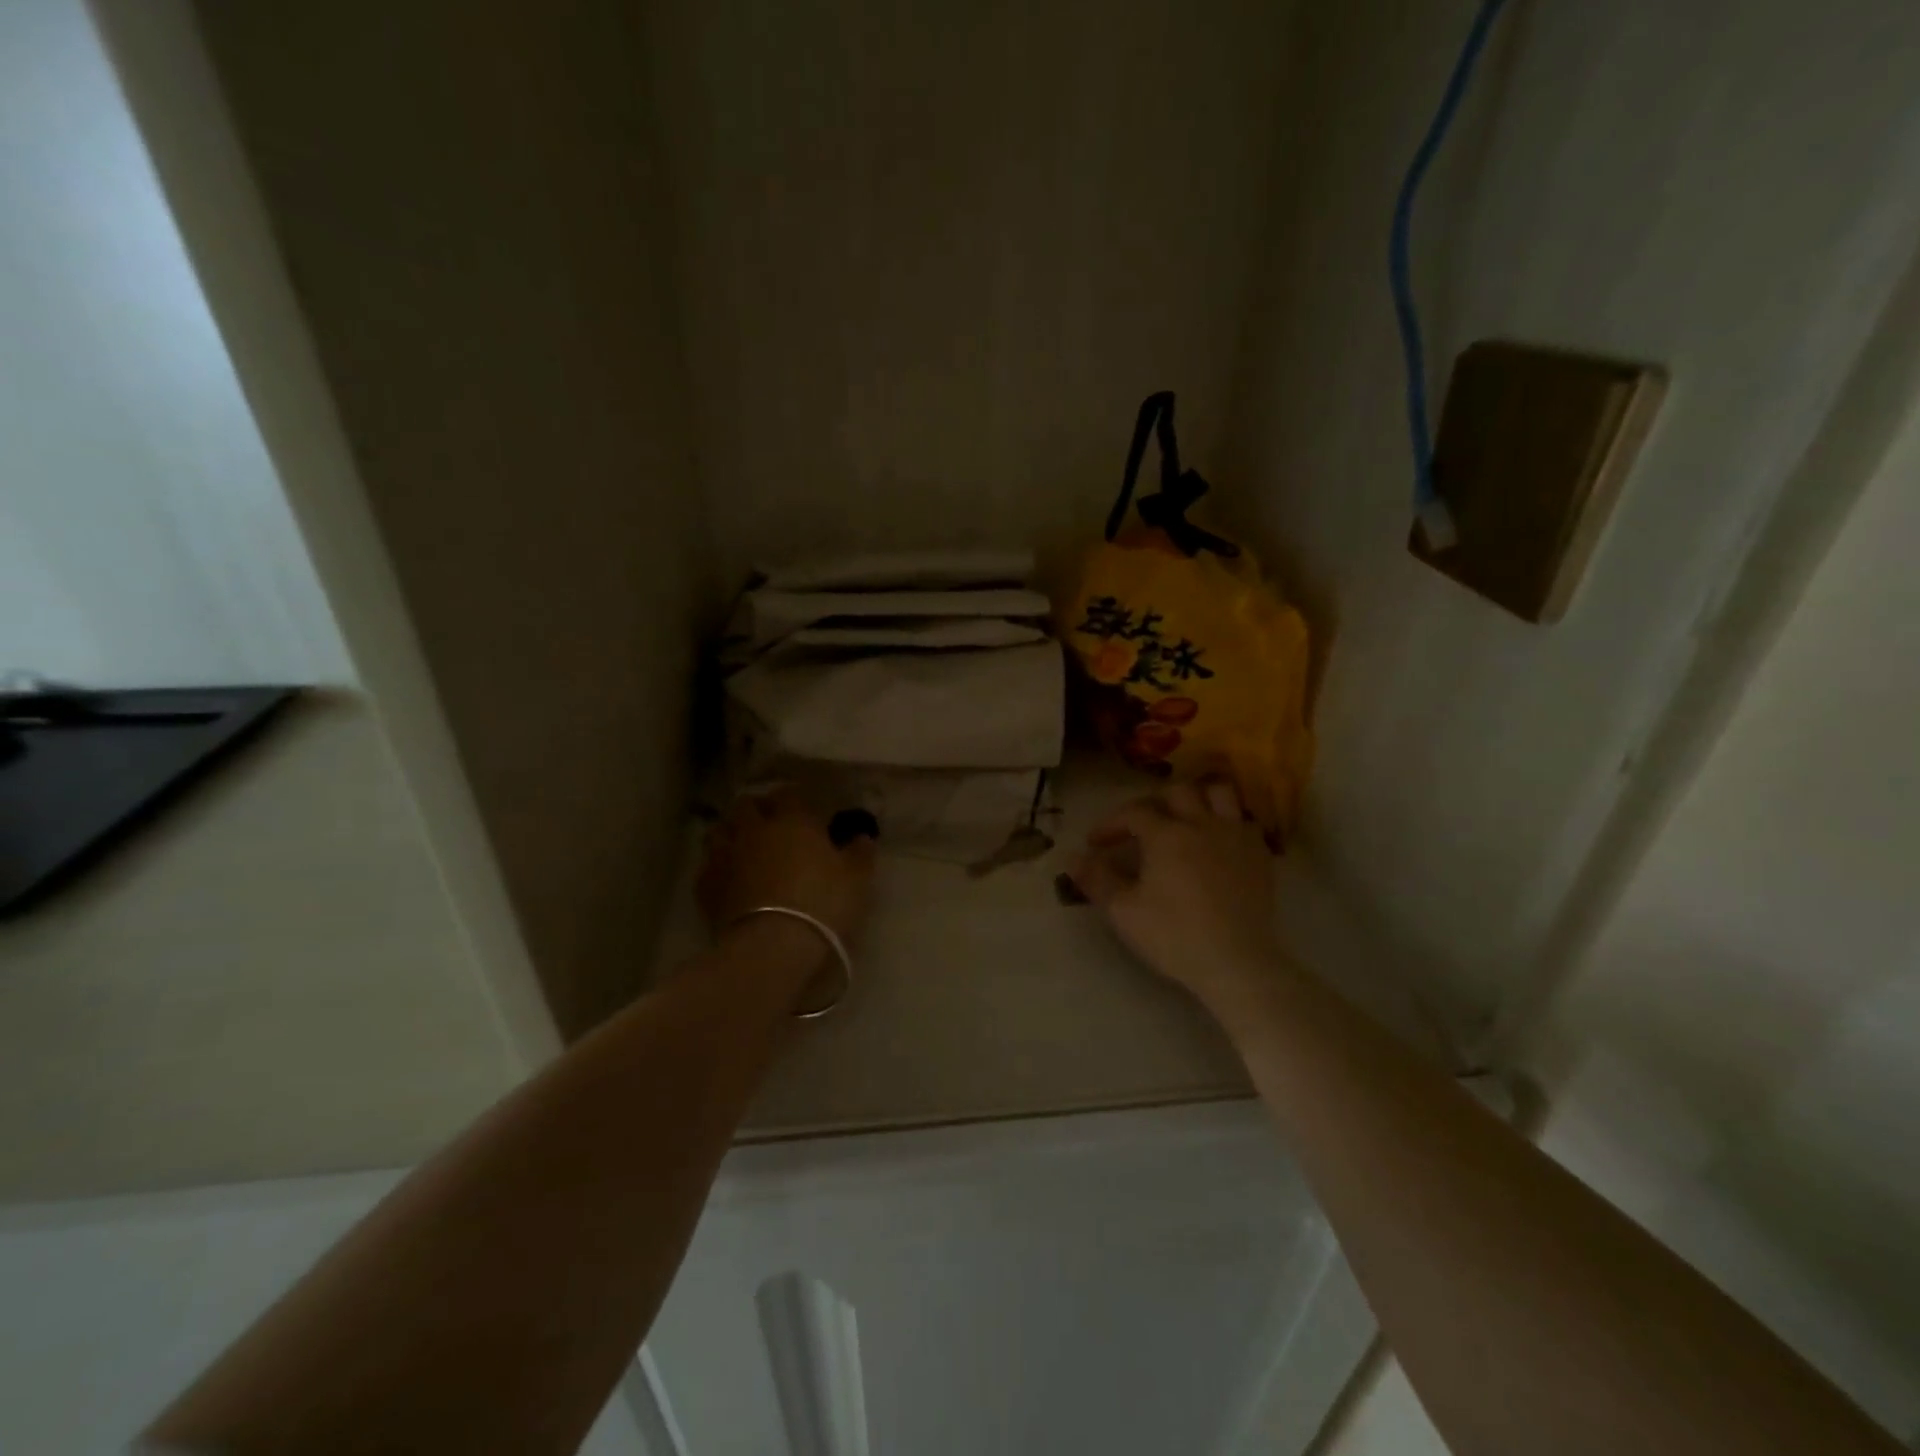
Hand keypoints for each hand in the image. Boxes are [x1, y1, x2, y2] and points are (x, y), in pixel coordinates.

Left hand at [697, 790, 874, 945]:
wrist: (772, 946)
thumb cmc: (822, 904)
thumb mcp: (856, 879)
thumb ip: (860, 853)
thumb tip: (862, 837)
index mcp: (792, 820)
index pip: (789, 793)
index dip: (797, 798)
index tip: (806, 809)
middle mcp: (754, 829)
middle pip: (746, 805)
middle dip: (757, 809)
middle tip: (771, 823)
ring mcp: (725, 855)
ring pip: (720, 830)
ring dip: (731, 832)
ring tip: (744, 846)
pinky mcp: (705, 886)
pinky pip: (708, 865)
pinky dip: (717, 866)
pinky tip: (729, 878)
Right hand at [1070, 778, 1282, 1007]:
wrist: (1237, 963)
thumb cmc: (1174, 936)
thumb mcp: (1124, 911)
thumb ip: (1096, 879)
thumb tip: (1072, 858)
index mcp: (1166, 835)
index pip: (1132, 813)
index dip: (1111, 823)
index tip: (1095, 844)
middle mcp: (1201, 824)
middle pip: (1177, 792)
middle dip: (1153, 803)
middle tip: (1140, 827)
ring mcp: (1236, 836)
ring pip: (1218, 794)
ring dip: (1198, 799)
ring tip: (1184, 818)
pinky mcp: (1260, 855)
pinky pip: (1244, 821)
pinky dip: (1226, 823)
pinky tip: (1217, 843)